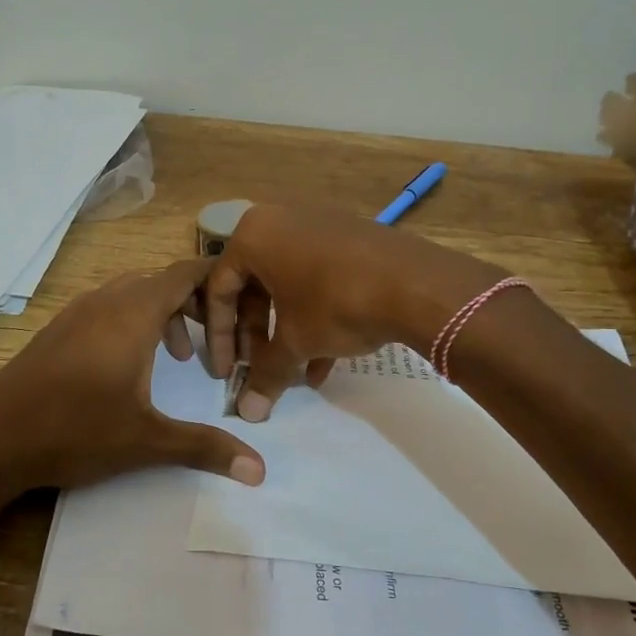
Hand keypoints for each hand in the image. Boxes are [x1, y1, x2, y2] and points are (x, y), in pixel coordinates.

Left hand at [0, 258, 264, 498]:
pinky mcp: (57, 329)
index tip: (243, 304)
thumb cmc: (74, 431)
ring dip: (161, 315)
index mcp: (133, 313)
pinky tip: (129, 365)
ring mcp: (76, 312)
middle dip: (194, 304)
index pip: (185, 273)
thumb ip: (205, 447)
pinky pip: (107, 307)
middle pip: (160, 281)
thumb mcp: (147, 440)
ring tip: (178, 357)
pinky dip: (132, 321)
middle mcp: (105, 301)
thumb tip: (260, 471)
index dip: (217, 283)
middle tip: (215, 340)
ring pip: (131, 293)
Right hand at [202, 206, 503, 420]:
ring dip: (287, 333)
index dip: (219, 337)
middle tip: (258, 369)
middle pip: (254, 286)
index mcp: (253, 235)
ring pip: (288, 286)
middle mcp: (280, 222)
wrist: (415, 282)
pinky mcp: (349, 239)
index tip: (225, 373)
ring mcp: (317, 228)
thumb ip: (267, 374)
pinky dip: (315, 317)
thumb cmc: (336, 303)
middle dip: (256, 335)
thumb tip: (248, 413)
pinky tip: (325, 363)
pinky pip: (317, 279)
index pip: (219, 289)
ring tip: (294, 374)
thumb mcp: (297, 342)